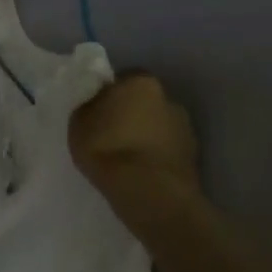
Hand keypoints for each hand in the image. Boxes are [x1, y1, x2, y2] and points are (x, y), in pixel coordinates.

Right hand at [69, 74, 202, 213]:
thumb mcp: (78, 121)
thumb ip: (89, 106)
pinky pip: (166, 150)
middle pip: (143, 102)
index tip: (96, 113)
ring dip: (144, 136)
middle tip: (109, 134)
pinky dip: (155, 156)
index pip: (122, 80)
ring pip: (157, 126)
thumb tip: (97, 103)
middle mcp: (169, 97)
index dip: (108, 95)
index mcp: (141, 81)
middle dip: (129, 114)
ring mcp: (185, 127)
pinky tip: (139, 172)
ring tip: (125, 158)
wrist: (149, 191)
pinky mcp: (193, 156)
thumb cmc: (107, 147)